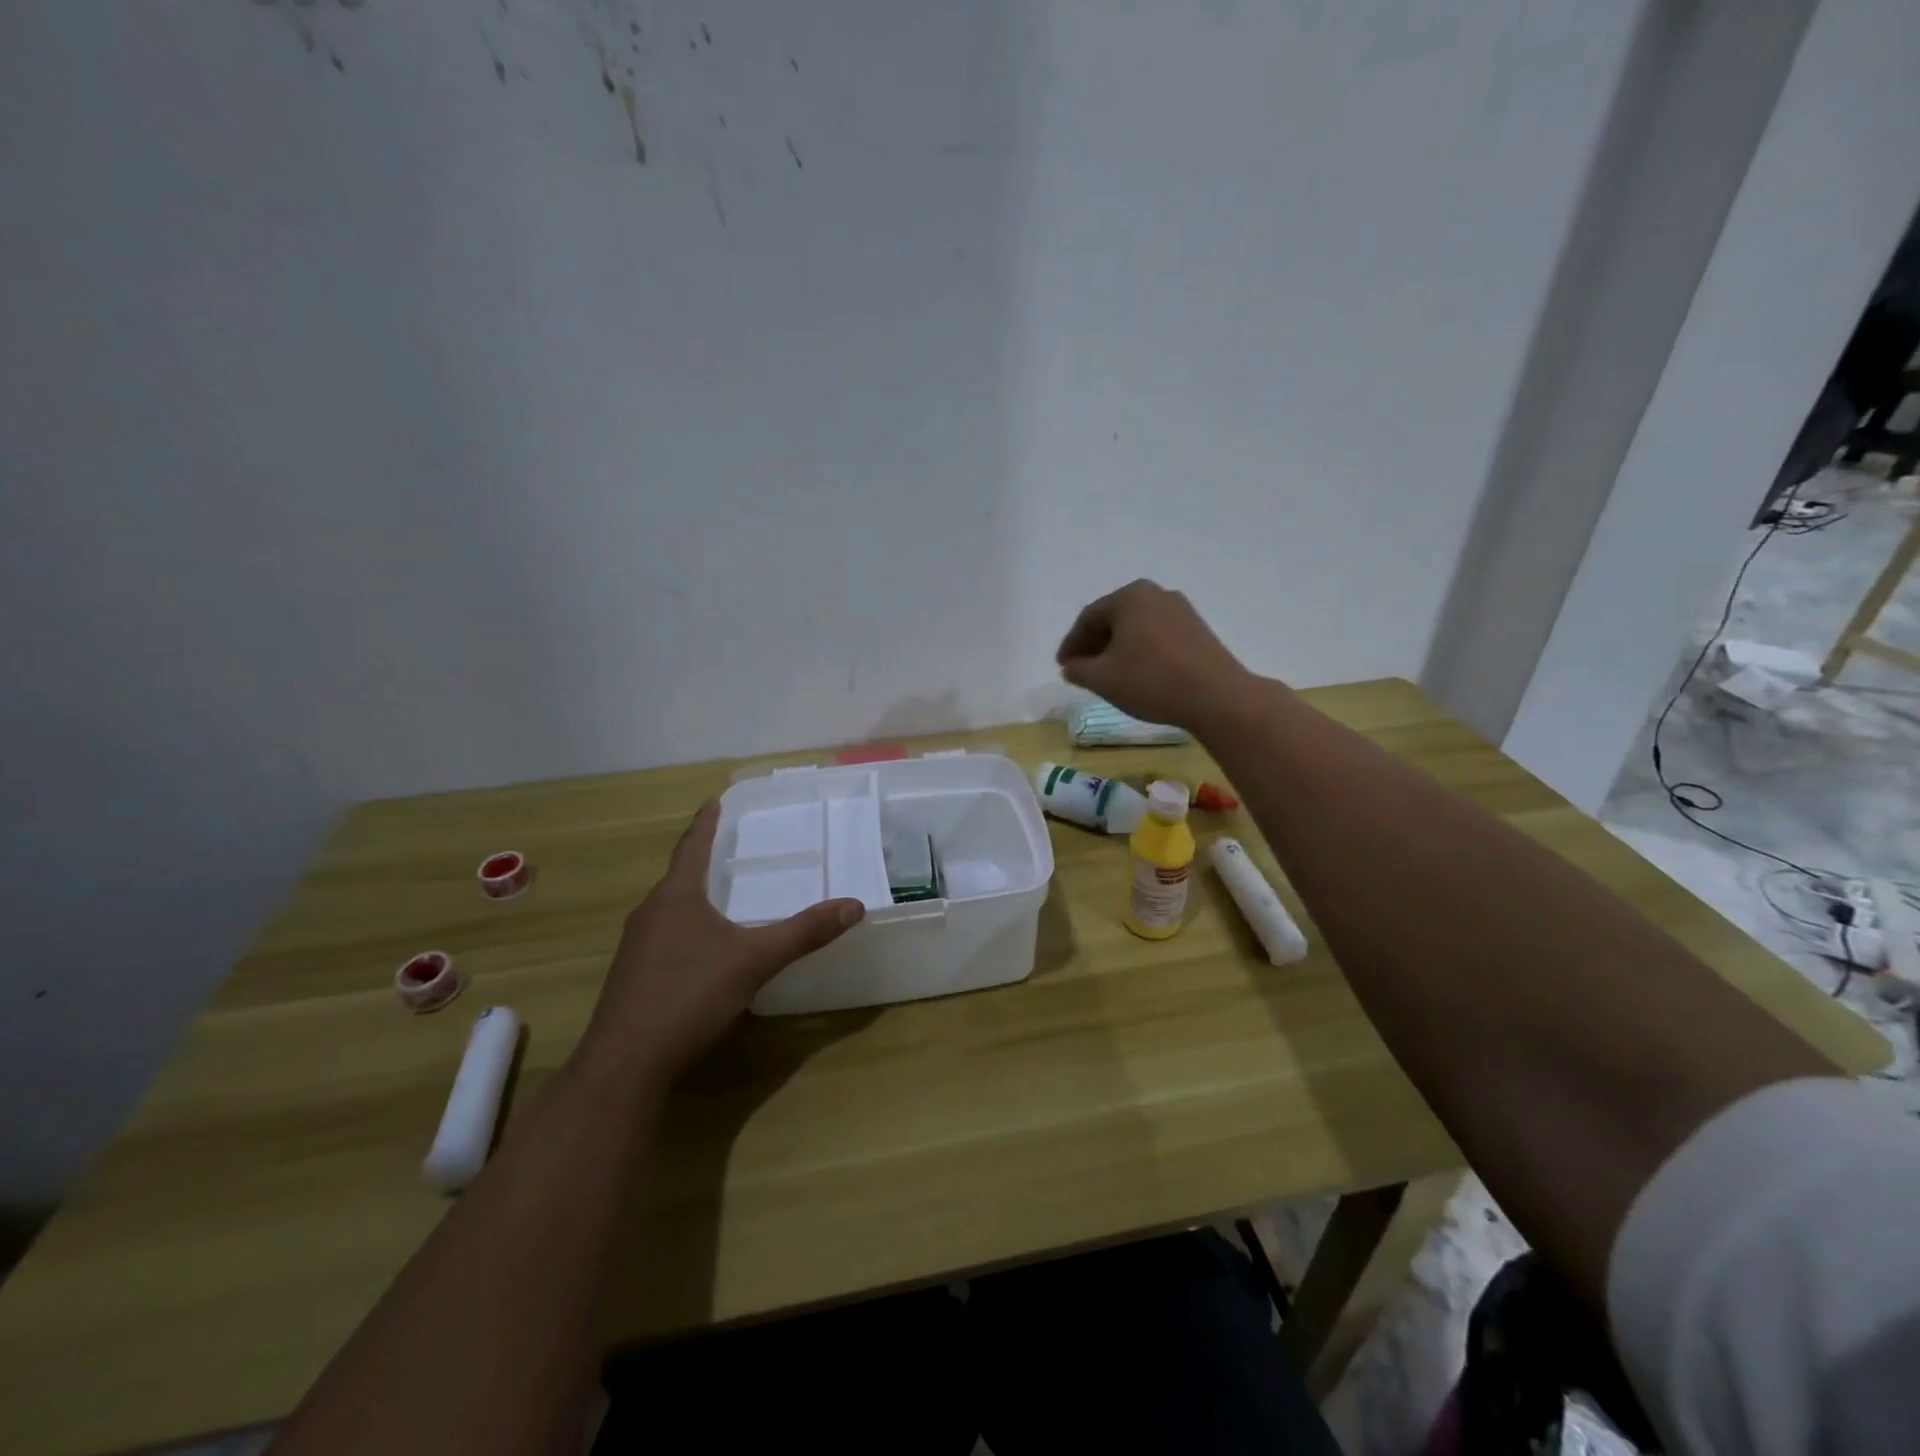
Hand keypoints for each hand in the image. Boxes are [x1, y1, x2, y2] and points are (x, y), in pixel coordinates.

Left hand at [577, 801, 864, 1088]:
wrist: (625, 1062)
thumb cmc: (690, 995)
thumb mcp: (755, 961)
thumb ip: (804, 933)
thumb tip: (854, 905)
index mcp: (676, 897)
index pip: (692, 847)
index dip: (705, 823)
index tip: (713, 800)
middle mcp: (650, 913)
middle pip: (678, 876)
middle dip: (701, 859)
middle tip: (727, 847)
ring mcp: (635, 947)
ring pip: (669, 908)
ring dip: (692, 896)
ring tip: (718, 893)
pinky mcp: (632, 976)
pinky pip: (663, 936)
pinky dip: (685, 927)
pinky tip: (701, 948)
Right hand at [1055, 580, 1260, 731]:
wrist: (1215, 696)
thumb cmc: (1151, 681)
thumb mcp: (1102, 679)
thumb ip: (1078, 670)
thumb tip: (1071, 666)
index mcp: (1129, 596)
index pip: (1088, 618)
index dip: (1071, 644)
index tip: (1062, 667)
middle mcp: (1156, 594)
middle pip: (1114, 618)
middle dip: (1094, 644)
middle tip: (1081, 669)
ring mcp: (1181, 610)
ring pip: (1136, 627)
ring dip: (1117, 648)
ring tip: (1107, 674)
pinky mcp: (1198, 629)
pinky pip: (1157, 635)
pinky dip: (1140, 651)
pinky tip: (1137, 673)